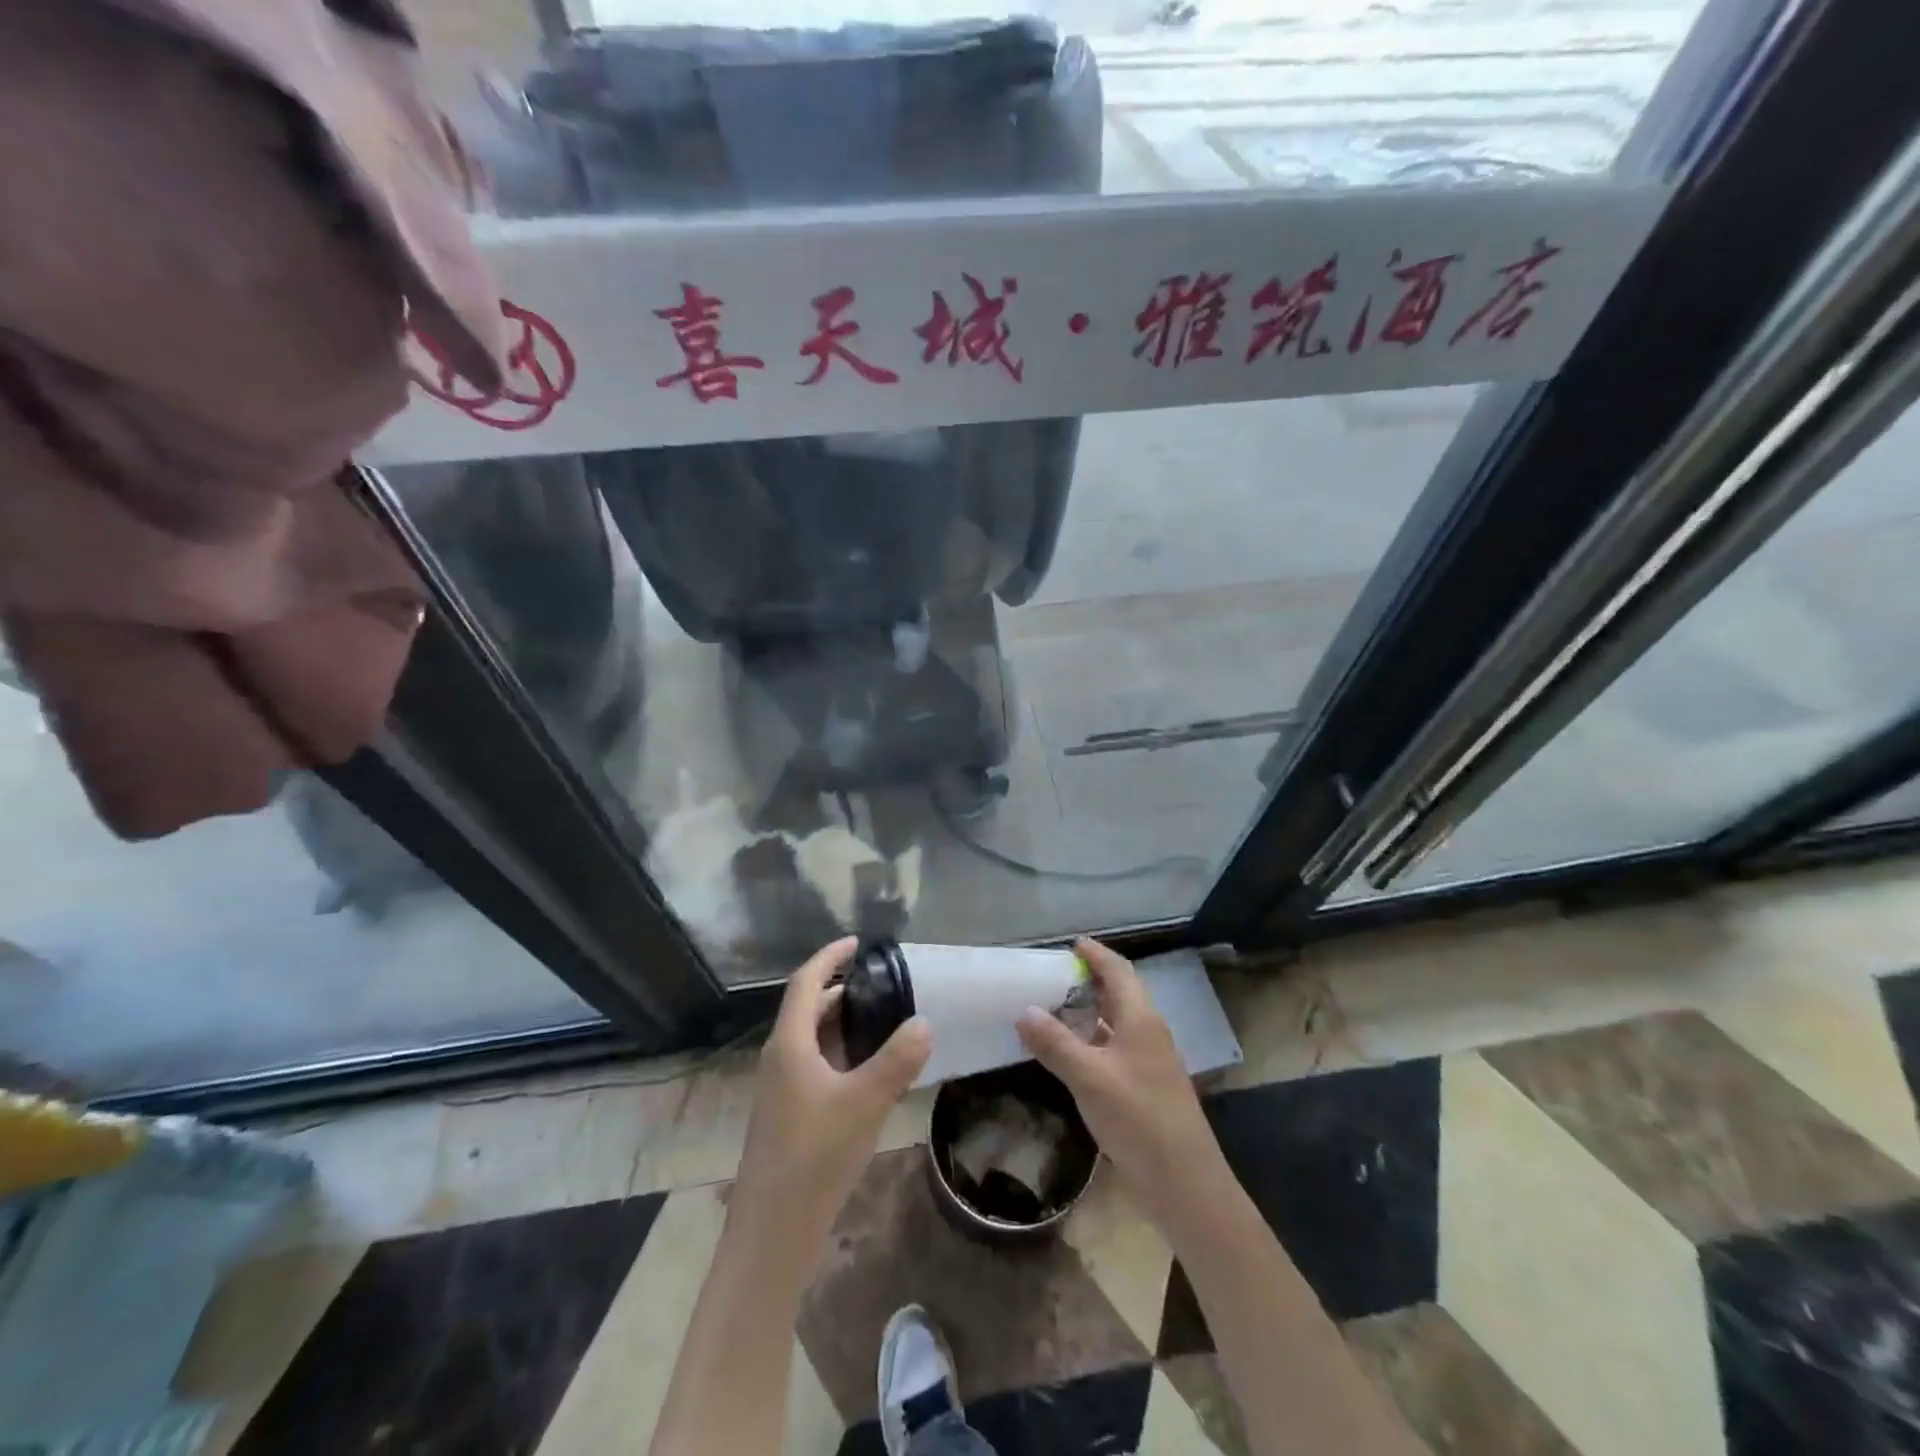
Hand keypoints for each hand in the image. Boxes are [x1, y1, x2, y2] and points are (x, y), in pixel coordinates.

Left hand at [733, 937, 931, 1238]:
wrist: (773, 1231)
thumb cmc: (815, 1155)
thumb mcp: (865, 1102)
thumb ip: (897, 1060)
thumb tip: (924, 1022)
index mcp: (790, 1043)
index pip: (806, 982)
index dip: (830, 956)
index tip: (859, 942)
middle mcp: (780, 1057)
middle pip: (809, 1008)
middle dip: (843, 989)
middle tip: (884, 983)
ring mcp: (782, 1088)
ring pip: (813, 1039)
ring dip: (843, 1022)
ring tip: (884, 1019)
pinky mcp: (789, 1113)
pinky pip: (816, 1065)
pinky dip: (842, 1053)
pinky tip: (870, 1071)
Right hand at [1017, 939, 1222, 1224]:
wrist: (1184, 1183)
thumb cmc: (1139, 1119)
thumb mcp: (1090, 1078)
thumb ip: (1055, 1043)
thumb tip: (1023, 1010)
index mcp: (1141, 1019)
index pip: (1118, 971)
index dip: (1096, 954)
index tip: (1071, 944)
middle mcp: (1148, 1032)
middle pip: (1119, 994)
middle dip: (1089, 980)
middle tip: (1053, 975)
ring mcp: (1149, 1061)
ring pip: (1116, 1022)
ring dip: (1089, 1011)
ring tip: (1054, 1008)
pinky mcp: (1145, 1087)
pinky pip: (1115, 1048)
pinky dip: (1091, 1041)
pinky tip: (1071, 1054)